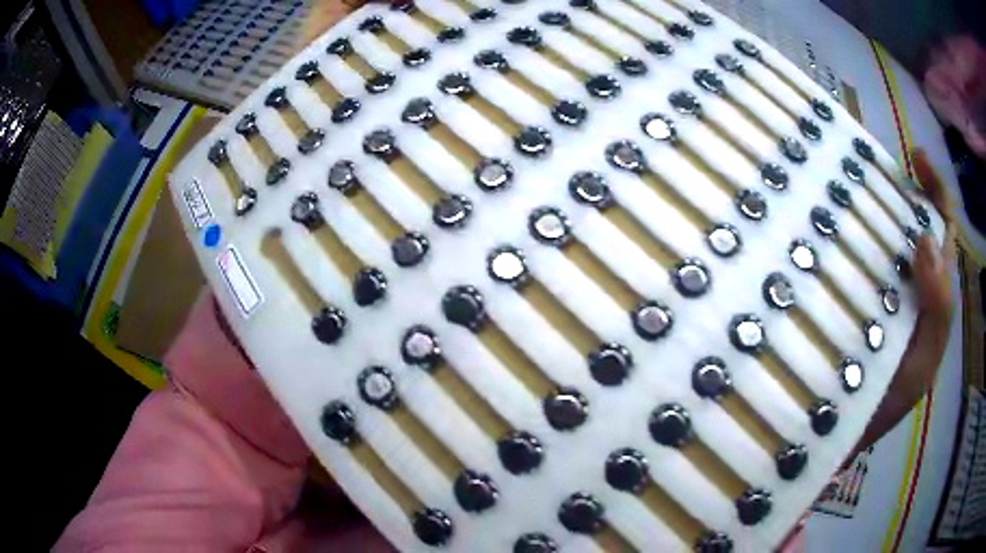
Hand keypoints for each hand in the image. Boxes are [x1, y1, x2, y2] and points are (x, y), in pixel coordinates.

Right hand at [856, 149, 955, 451]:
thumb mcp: (924, 364)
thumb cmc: (889, 401)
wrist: (844, 434)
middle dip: (900, 188)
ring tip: (848, 186)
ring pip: (884, 236)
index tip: (915, 158)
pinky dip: (845, 236)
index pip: (945, 230)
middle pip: (913, 222)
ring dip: (871, 208)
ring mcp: (880, 285)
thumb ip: (938, 310)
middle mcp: (910, 281)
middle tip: (873, 165)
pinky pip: (854, 257)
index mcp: (934, 294)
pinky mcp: (852, 294)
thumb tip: (926, 241)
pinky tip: (828, 226)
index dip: (936, 191)